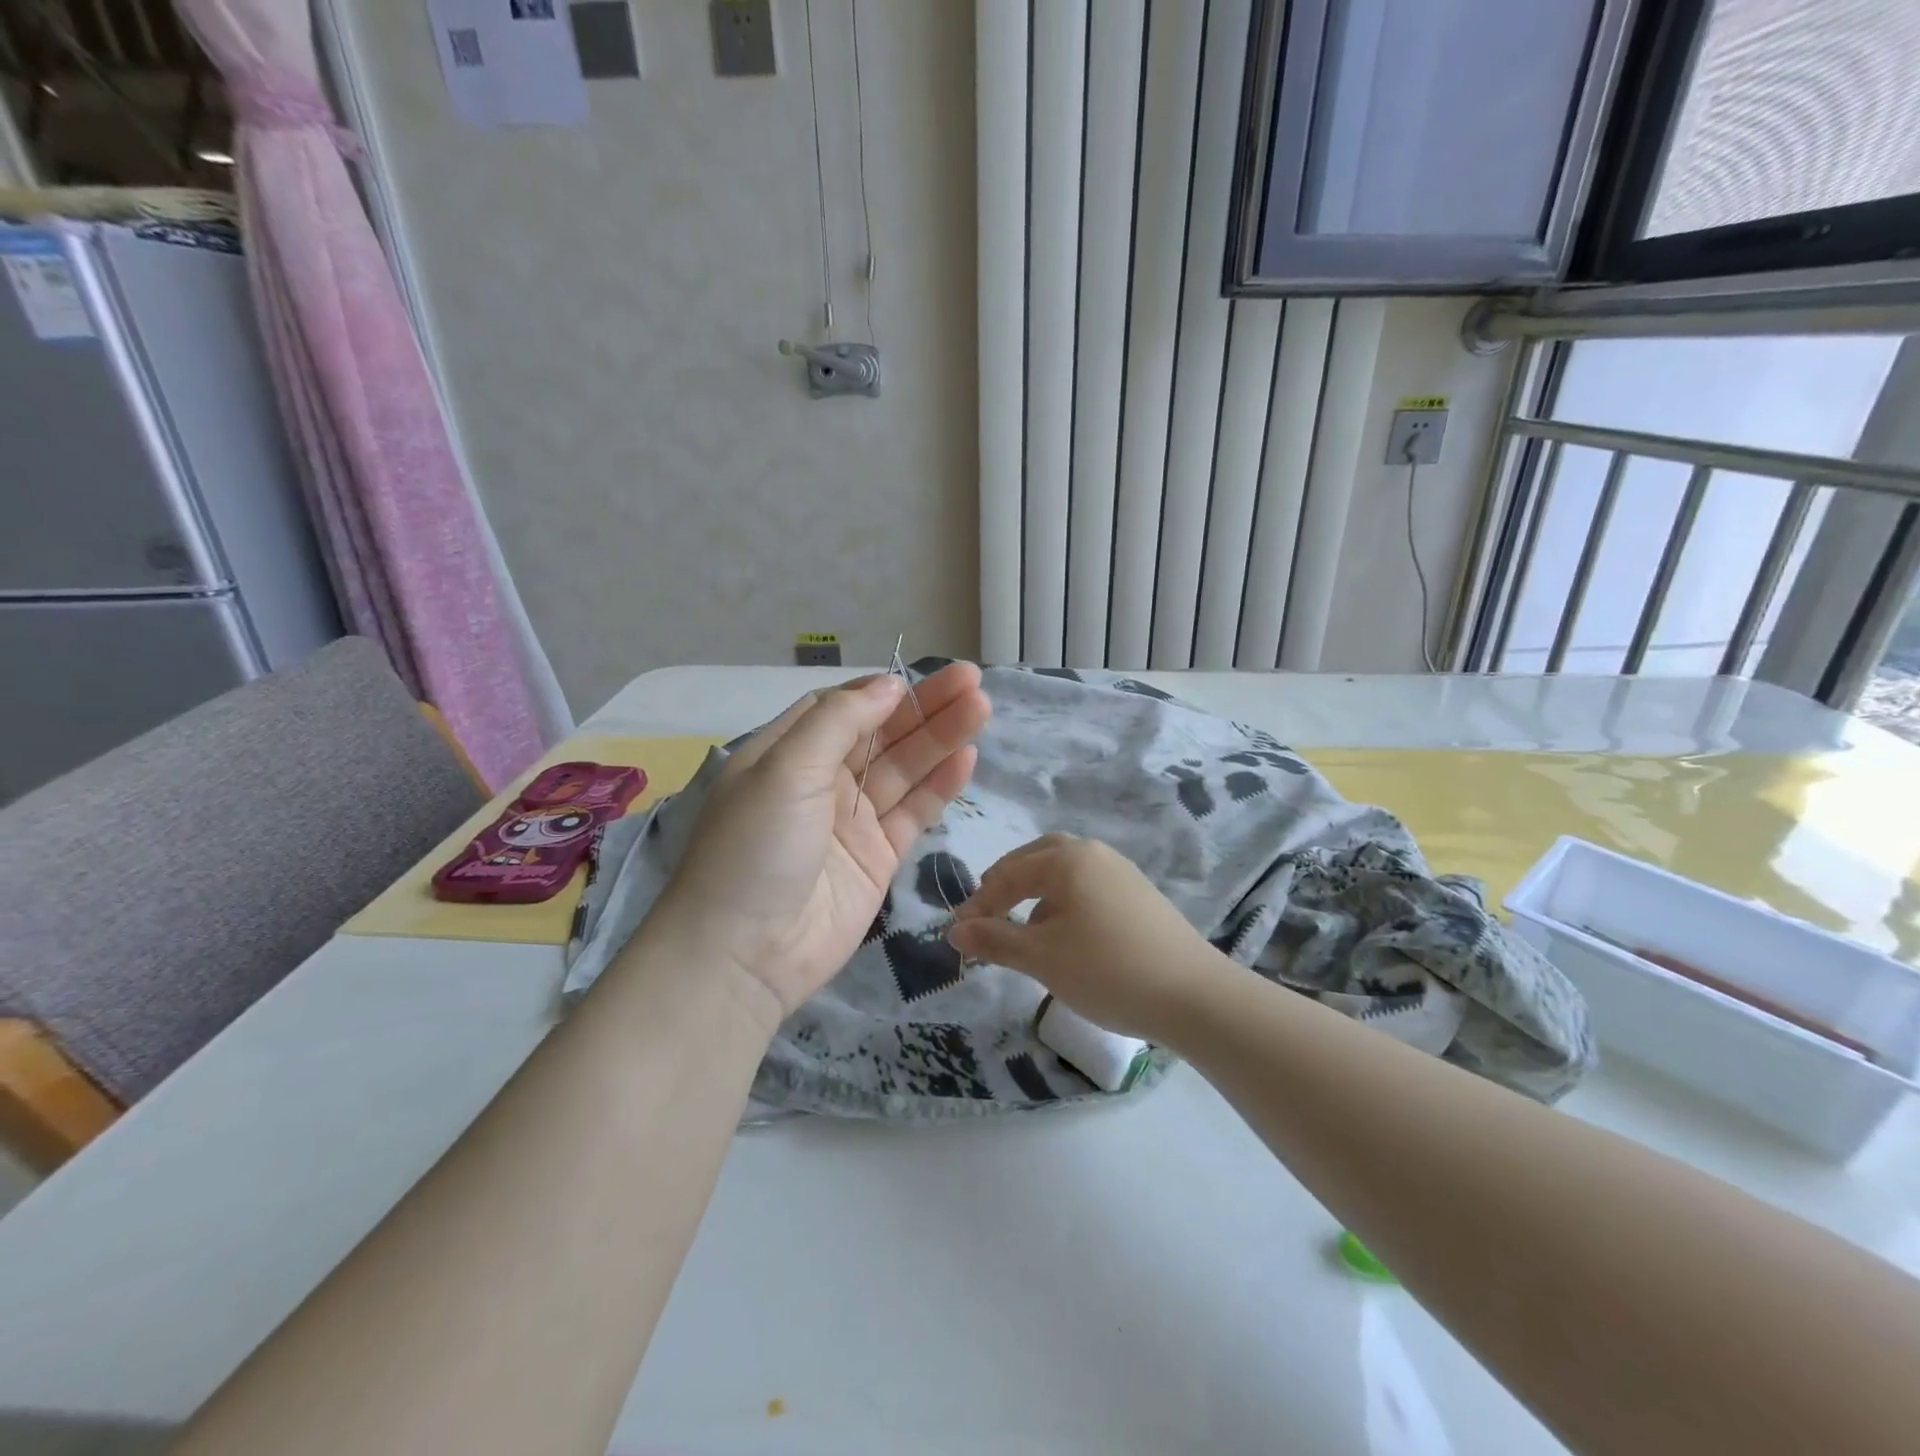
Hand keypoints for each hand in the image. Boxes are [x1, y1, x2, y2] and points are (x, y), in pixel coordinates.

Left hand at [650, 664, 991, 1019]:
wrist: (745, 955)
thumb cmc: (755, 848)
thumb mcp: (785, 769)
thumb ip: (839, 721)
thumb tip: (889, 686)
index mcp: (787, 755)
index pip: (840, 709)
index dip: (880, 692)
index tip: (918, 678)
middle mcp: (821, 783)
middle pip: (881, 735)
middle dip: (924, 708)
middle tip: (973, 681)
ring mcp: (852, 822)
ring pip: (904, 770)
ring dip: (941, 738)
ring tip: (982, 707)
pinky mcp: (878, 859)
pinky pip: (914, 813)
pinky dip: (940, 786)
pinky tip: (967, 757)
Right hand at [947, 834, 1225, 1038]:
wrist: (1194, 995)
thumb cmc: (1107, 970)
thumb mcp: (1042, 958)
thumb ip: (994, 940)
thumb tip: (954, 930)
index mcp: (1067, 859)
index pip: (1008, 874)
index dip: (978, 904)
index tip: (957, 933)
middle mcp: (1094, 853)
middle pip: (1037, 857)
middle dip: (1006, 883)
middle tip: (986, 912)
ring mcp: (1121, 871)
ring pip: (1064, 871)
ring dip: (1035, 891)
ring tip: (1022, 927)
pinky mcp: (1139, 894)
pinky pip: (1087, 886)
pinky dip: (1063, 901)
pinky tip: (1065, 935)